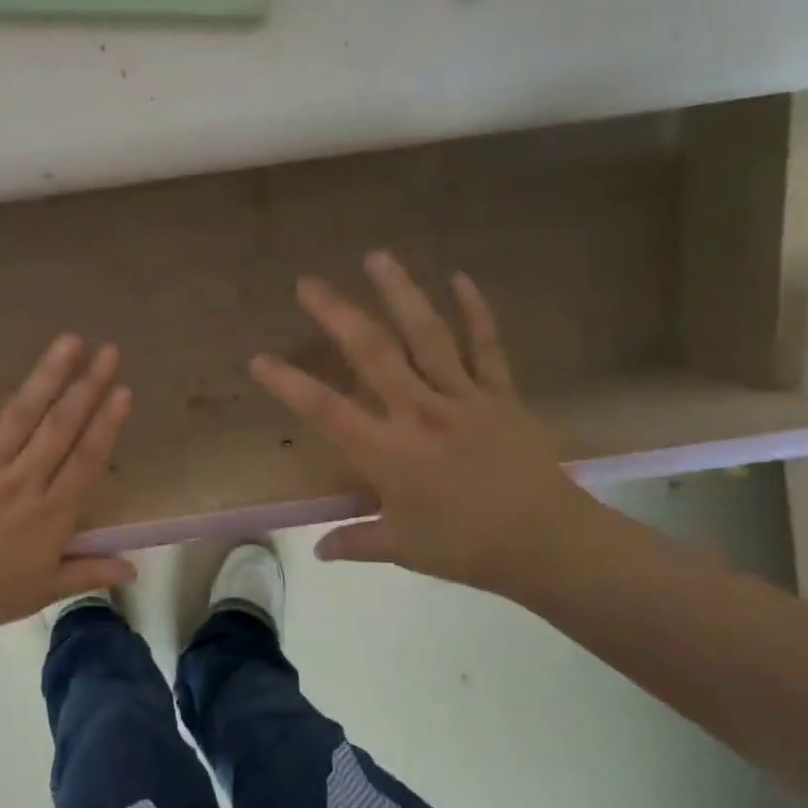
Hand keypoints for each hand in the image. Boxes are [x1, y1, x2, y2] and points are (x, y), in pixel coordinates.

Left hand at [0, 335, 135, 636]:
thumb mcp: (44, 590)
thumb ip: (89, 571)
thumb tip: (135, 568)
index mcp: (49, 513)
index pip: (86, 460)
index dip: (106, 424)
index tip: (122, 390)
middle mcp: (23, 480)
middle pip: (61, 427)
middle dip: (87, 386)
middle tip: (107, 351)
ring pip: (22, 415)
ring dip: (47, 376)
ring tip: (68, 342)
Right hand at [250, 251, 604, 598]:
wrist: (549, 543)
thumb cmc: (466, 548)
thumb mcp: (402, 548)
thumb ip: (355, 541)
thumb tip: (319, 550)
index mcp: (389, 452)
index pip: (326, 410)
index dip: (289, 384)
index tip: (259, 359)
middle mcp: (420, 413)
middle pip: (373, 353)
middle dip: (337, 315)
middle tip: (308, 282)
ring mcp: (463, 397)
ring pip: (427, 335)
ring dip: (399, 293)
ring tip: (376, 256)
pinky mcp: (500, 394)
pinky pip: (486, 345)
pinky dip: (475, 310)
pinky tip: (460, 277)